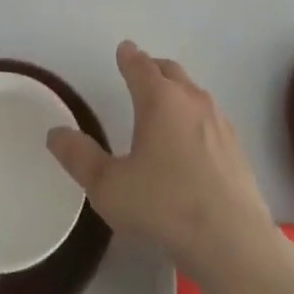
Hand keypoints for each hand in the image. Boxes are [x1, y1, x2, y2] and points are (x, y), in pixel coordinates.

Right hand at [47, 41, 274, 281]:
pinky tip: (192, 144)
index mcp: (159, 99)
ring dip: (177, 92)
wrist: (234, 243)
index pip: (140, 66)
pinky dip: (196, 119)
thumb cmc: (165, 207)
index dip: (129, 57)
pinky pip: (211, 119)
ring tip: (164, 108)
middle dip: (153, 69)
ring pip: (194, 93)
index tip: (123, 50)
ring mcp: (219, 123)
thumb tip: (55, 133)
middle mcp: (191, 100)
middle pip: (170, 71)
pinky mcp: (238, 149)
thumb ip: (80, 158)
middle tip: (141, 74)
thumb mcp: (109, 188)